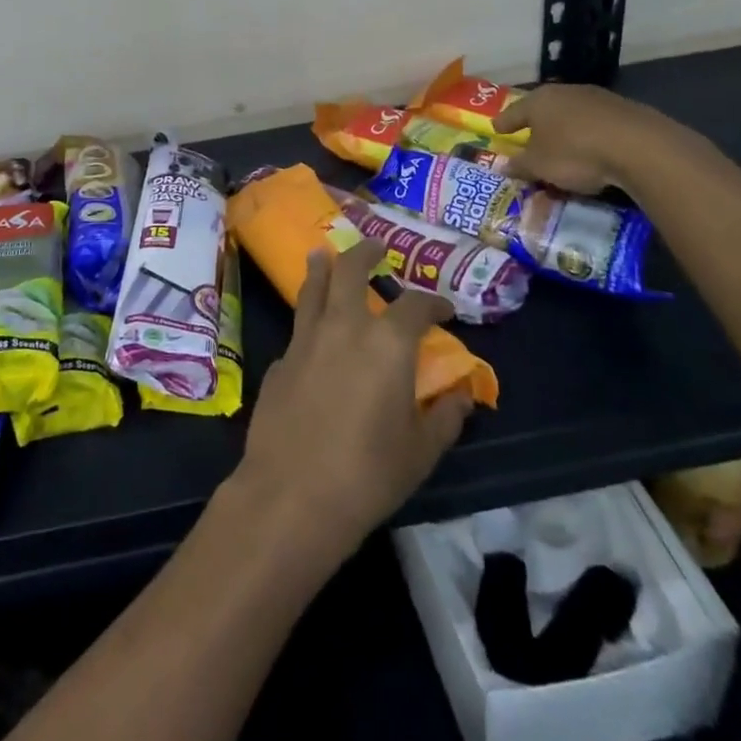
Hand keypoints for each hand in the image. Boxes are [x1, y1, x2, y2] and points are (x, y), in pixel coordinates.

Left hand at [230, 241, 472, 565]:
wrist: (291, 494)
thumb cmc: (368, 474)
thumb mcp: (420, 451)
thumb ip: (444, 417)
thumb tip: (461, 396)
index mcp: (387, 343)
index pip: (416, 305)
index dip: (434, 302)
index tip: (444, 309)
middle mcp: (344, 326)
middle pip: (351, 270)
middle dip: (365, 253)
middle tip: (376, 247)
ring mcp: (305, 338)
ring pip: (313, 286)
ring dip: (322, 266)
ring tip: (324, 254)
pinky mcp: (279, 359)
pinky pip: (298, 326)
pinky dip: (308, 316)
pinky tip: (311, 330)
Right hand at [496, 82, 652, 193]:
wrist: (640, 147)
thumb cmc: (575, 153)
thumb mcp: (539, 166)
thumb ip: (519, 165)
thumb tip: (502, 166)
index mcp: (539, 101)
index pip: (514, 111)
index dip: (504, 122)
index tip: (497, 129)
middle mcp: (566, 92)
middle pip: (544, 109)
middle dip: (536, 124)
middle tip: (529, 137)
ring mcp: (598, 98)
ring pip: (572, 114)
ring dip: (565, 129)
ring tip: (563, 146)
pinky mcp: (625, 110)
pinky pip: (597, 124)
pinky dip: (590, 135)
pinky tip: (593, 149)